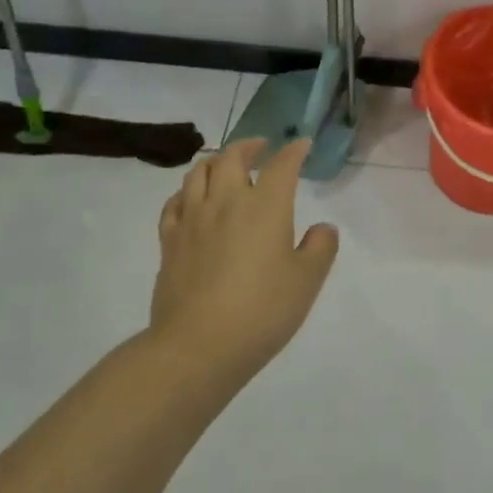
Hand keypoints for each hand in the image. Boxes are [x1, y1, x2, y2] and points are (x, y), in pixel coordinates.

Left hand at [153, 138, 339, 385]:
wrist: (197, 347)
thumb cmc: (261, 311)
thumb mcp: (307, 281)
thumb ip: (320, 248)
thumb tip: (322, 228)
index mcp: (265, 206)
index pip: (282, 165)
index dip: (294, 151)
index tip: (302, 145)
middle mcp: (226, 202)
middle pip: (232, 157)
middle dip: (249, 146)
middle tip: (261, 147)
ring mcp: (192, 220)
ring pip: (198, 173)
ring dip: (215, 161)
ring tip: (225, 165)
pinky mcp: (169, 241)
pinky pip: (174, 202)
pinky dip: (186, 192)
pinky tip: (192, 199)